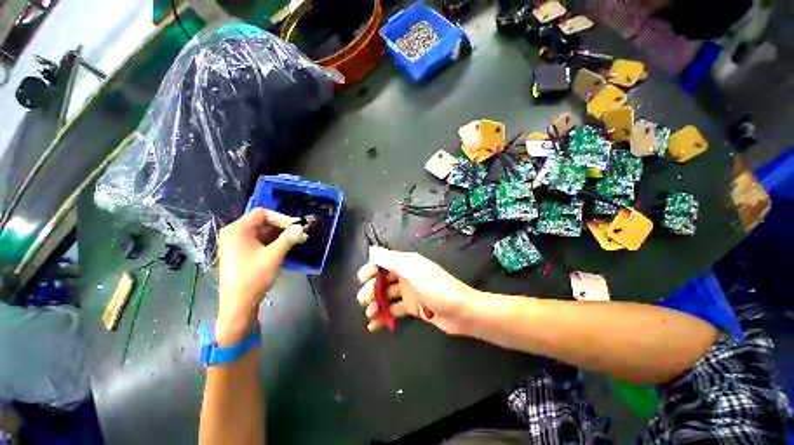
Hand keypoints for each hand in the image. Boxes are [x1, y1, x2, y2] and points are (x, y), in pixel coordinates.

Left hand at [216, 208, 304, 344]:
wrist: (238, 304)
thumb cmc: (253, 277)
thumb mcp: (273, 256)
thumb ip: (288, 239)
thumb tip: (301, 227)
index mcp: (237, 230)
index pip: (262, 213)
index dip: (281, 218)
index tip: (296, 227)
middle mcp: (234, 233)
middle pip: (262, 222)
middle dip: (282, 227)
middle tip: (300, 234)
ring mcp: (236, 243)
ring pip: (262, 232)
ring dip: (279, 235)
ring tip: (297, 240)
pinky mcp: (240, 253)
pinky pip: (258, 241)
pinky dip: (272, 242)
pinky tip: (285, 247)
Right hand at [356, 247, 476, 334]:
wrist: (461, 311)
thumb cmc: (436, 287)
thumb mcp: (412, 270)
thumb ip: (391, 260)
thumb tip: (371, 250)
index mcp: (406, 263)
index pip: (383, 262)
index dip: (371, 269)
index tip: (360, 280)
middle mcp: (406, 276)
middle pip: (383, 280)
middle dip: (371, 289)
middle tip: (364, 302)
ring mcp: (409, 292)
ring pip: (387, 296)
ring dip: (376, 304)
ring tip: (369, 315)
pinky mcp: (412, 308)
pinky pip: (394, 310)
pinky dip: (384, 317)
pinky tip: (373, 326)